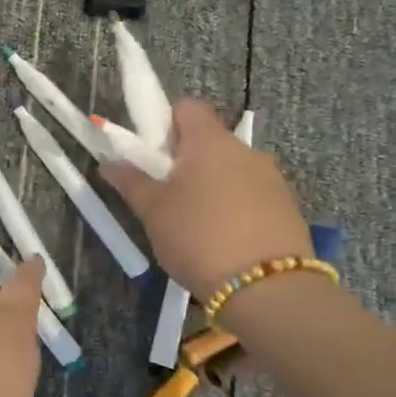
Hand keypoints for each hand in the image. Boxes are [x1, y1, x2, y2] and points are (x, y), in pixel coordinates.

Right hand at [102, 98, 313, 299]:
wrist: (268, 289)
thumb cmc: (198, 238)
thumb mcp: (153, 212)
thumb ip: (131, 182)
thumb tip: (108, 162)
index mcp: (210, 141)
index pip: (187, 107)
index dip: (166, 123)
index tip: (152, 155)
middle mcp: (245, 150)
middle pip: (209, 140)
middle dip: (186, 161)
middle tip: (166, 196)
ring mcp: (271, 178)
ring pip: (231, 169)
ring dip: (212, 185)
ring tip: (196, 225)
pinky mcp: (287, 206)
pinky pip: (251, 194)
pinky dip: (235, 207)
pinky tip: (224, 240)